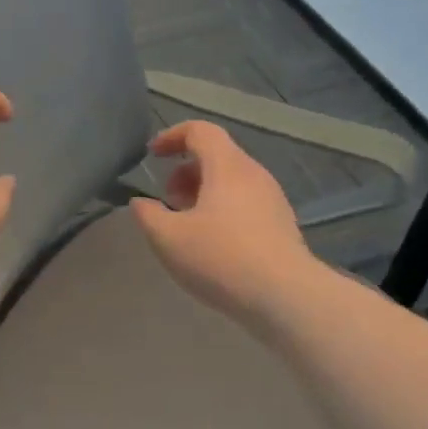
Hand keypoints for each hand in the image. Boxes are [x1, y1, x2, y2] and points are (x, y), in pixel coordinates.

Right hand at [130, 121, 315, 325]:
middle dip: (185, 171)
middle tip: (168, 199)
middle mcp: (254, 174)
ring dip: (203, 192)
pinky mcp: (281, 225)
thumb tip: (141, 203)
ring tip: (186, 224)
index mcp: (227, 166)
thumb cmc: (221, 258)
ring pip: (232, 181)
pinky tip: (212, 243)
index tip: (152, 156)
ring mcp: (272, 199)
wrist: (286, 297)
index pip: (200, 131)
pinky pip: (245, 202)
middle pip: (217, 155)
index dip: (172, 136)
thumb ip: (148, 215)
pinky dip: (222, 209)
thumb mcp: (168, 238)